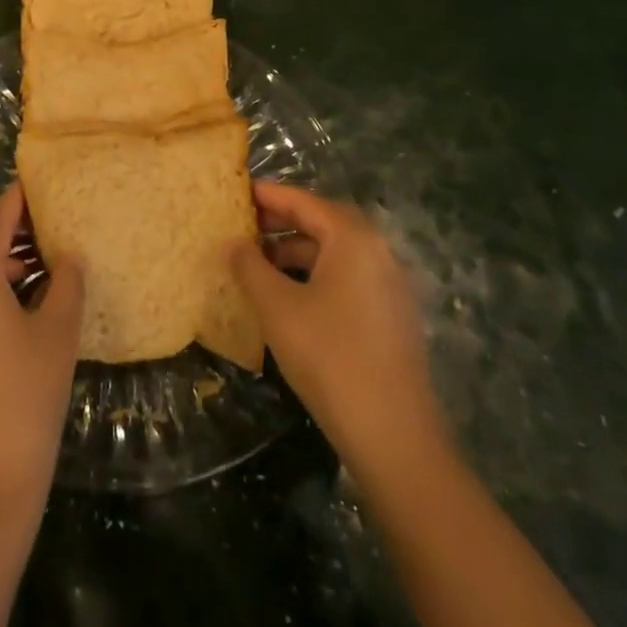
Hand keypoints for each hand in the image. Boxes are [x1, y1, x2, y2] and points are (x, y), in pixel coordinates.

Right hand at [230, 182, 447, 480]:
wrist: (393, 435)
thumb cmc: (329, 356)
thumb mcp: (277, 307)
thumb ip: (250, 266)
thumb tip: (232, 242)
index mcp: (353, 239)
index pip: (304, 201)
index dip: (268, 195)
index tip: (237, 190)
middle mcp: (377, 252)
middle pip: (323, 223)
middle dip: (282, 222)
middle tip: (243, 224)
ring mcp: (389, 286)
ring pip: (336, 253)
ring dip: (297, 251)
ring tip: (258, 262)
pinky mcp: (391, 317)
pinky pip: (347, 278)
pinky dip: (316, 275)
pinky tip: (289, 296)